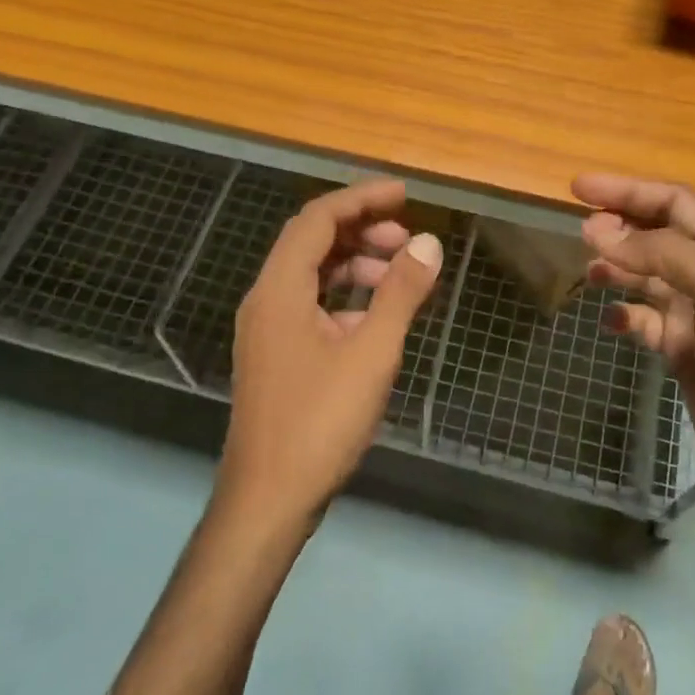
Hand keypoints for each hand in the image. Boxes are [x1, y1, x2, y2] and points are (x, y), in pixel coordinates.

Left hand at [219, 179, 443, 531]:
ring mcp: (267, 329)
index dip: (361, 198)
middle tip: (408, 240)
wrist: (268, 500)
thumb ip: (400, 293)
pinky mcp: (276, 354)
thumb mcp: (371, 353)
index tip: (404, 195)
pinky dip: (344, 298)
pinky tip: (377, 317)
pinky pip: (310, 305)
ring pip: (311, 275)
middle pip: (312, 241)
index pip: (318, 218)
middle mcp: (266, 299)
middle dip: (361, 230)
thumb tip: (428, 243)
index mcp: (280, 289)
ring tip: (400, 275)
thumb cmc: (320, 422)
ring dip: (354, 264)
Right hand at [574, 174, 694, 523]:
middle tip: (579, 230)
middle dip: (619, 225)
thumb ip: (662, 254)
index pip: (673, 201)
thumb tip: (600, 233)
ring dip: (617, 266)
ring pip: (648, 274)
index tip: (578, 187)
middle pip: (658, 233)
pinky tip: (610, 319)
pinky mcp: (683, 347)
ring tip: (589, 270)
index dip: (627, 190)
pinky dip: (625, 313)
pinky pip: (645, 318)